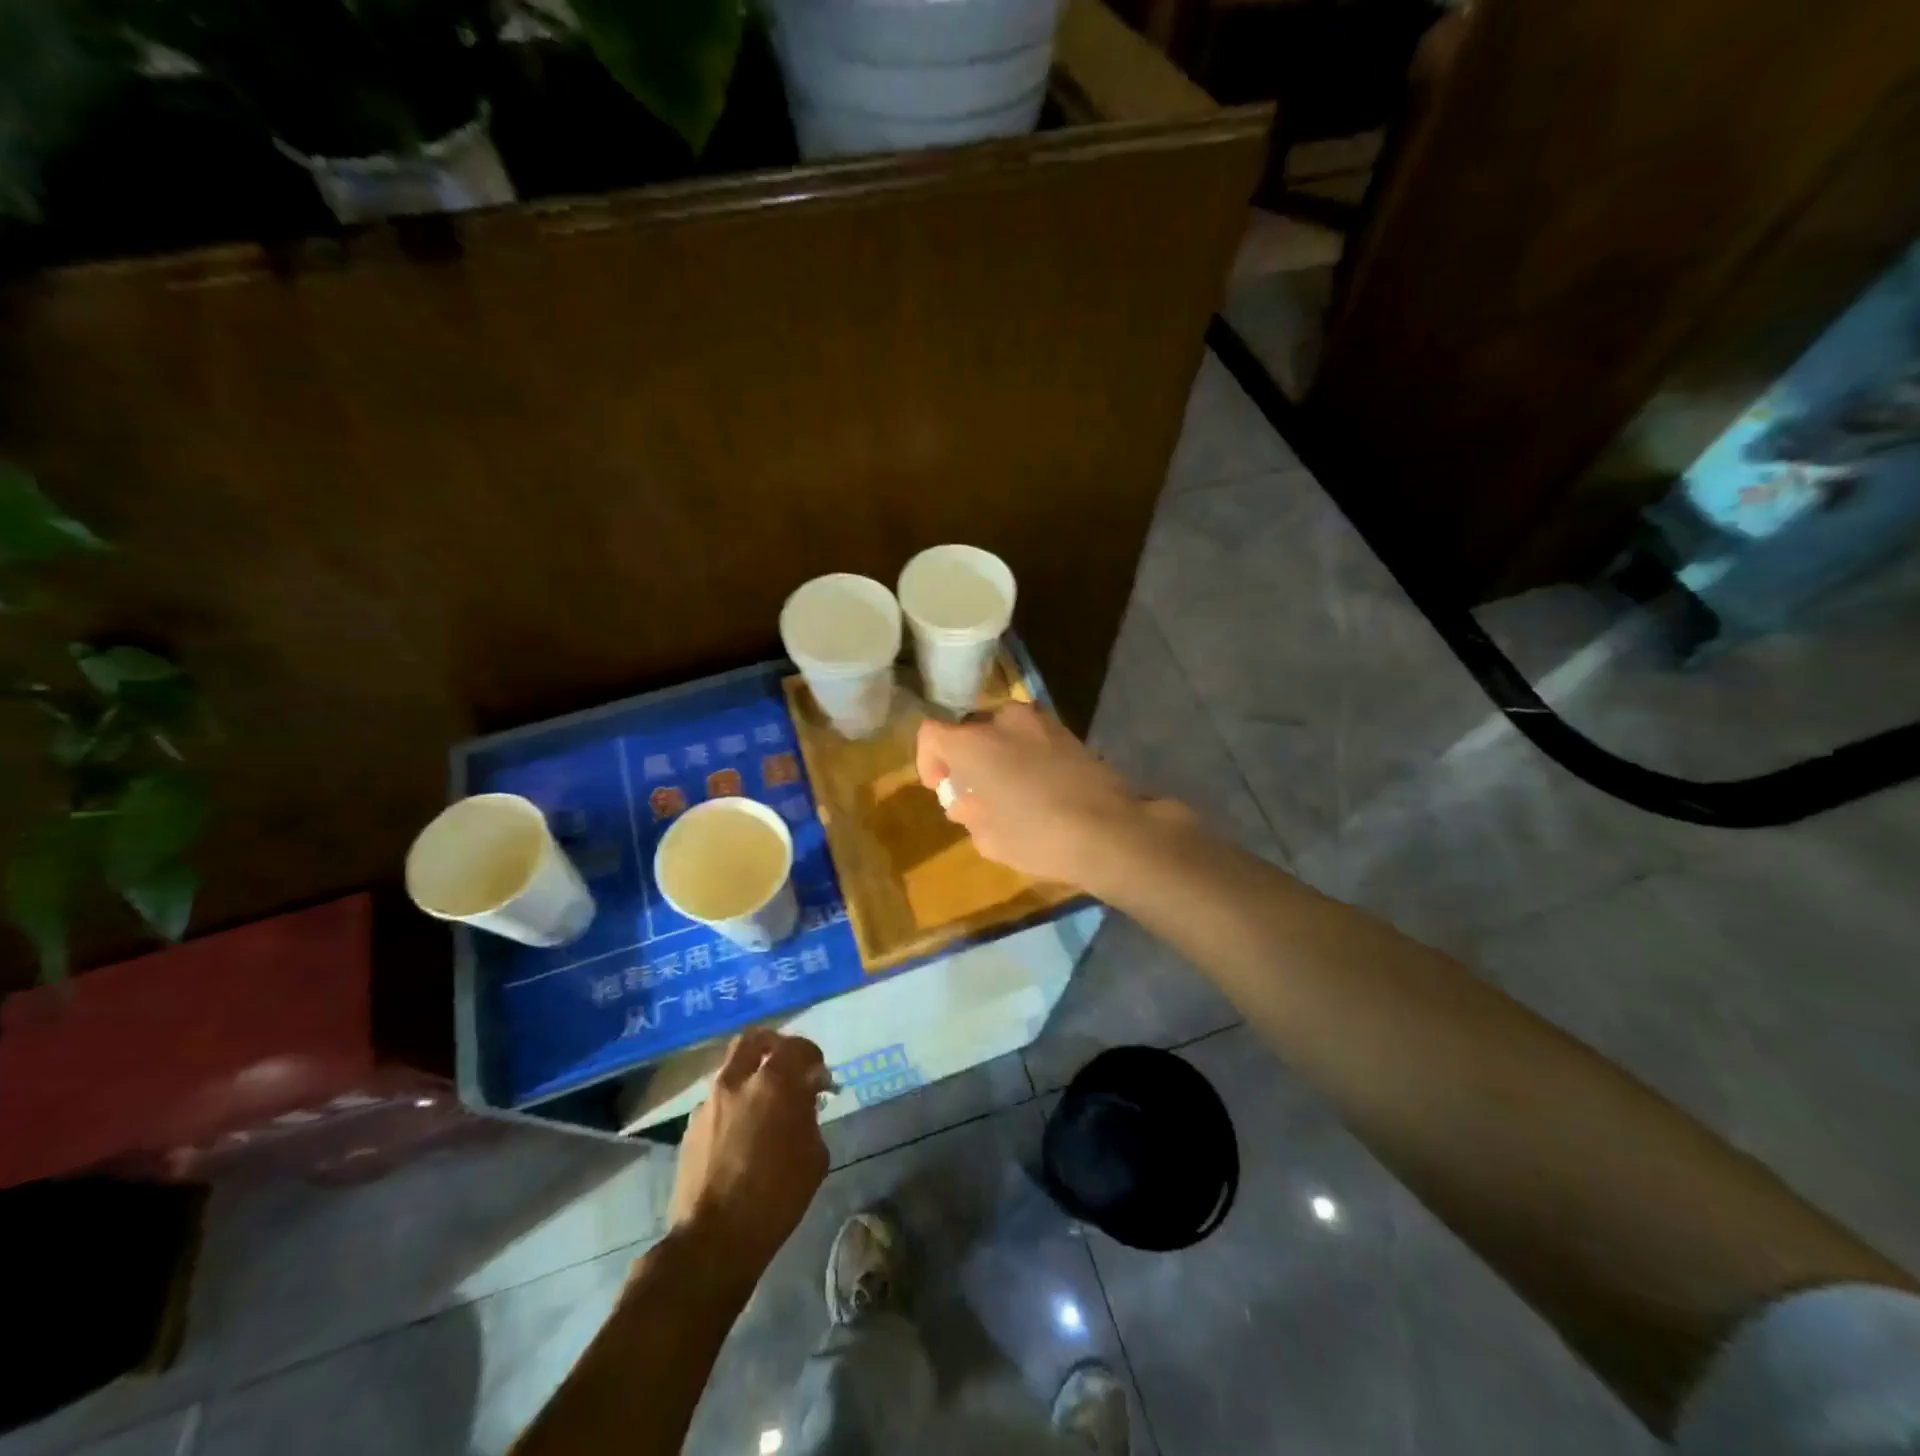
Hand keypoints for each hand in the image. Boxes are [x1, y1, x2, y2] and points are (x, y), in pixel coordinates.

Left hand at [669, 1030, 830, 1272]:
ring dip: (749, 1077)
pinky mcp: (690, 1128)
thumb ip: (810, 1115)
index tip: (819, 1074)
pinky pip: (717, 1102)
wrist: (713, 1241)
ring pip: (731, 1071)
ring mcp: (708, 1104)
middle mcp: (736, 1082)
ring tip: (763, 1105)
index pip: (795, 1047)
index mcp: (772, 1084)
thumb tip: (805, 1097)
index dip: (812, 1055)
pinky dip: (733, 1106)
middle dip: (772, 1045)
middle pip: (753, 1040)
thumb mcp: (814, 1155)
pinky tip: (741, 1134)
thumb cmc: (775, 1197)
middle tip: (786, 1065)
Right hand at [915, 702, 1187, 888]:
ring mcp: (1040, 721)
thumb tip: (964, 802)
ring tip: (1007, 792)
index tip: (941, 788)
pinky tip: (1036, 788)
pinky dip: (1023, 755)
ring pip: (1002, 731)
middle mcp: (1004, 720)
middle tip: (973, 794)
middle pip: (969, 730)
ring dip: (995, 755)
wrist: (1111, 832)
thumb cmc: (1038, 837)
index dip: (928, 760)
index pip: (931, 734)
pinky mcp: (1068, 731)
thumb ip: (968, 813)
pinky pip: (1030, 737)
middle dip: (964, 759)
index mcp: (975, 743)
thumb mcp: (989, 838)